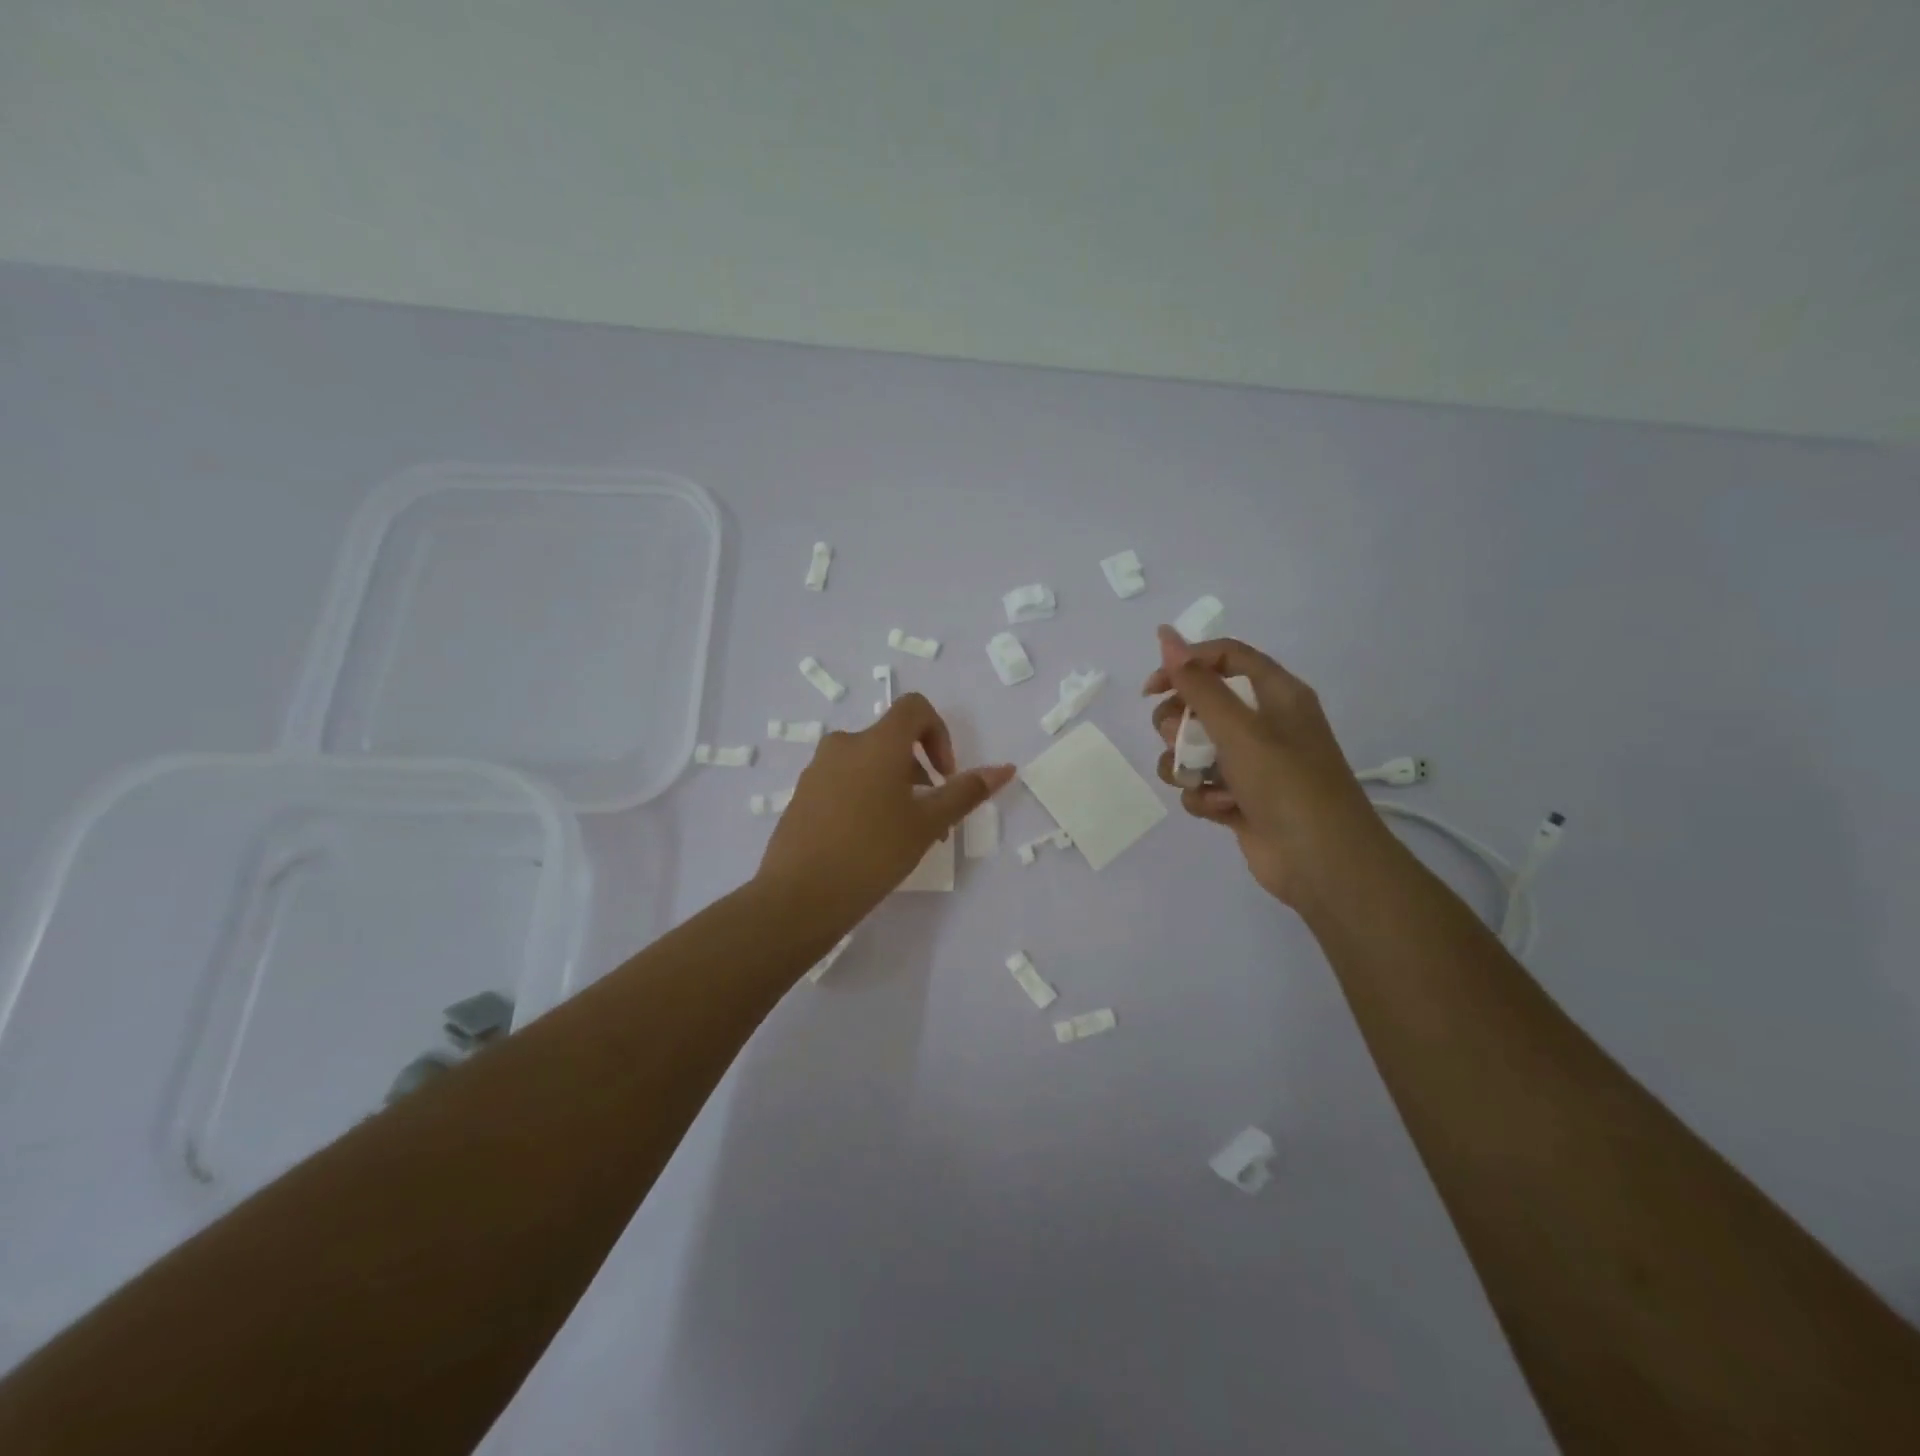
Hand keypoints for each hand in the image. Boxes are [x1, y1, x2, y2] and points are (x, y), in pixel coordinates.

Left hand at [757, 693, 1013, 928]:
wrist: (799, 896)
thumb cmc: (873, 852)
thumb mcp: (927, 824)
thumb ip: (965, 792)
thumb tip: (1004, 768)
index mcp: (877, 742)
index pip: (914, 708)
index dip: (939, 734)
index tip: (944, 776)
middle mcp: (844, 745)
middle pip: (892, 740)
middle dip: (920, 771)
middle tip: (932, 819)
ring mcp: (817, 770)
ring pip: (868, 764)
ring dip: (895, 788)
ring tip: (904, 837)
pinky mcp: (802, 795)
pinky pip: (844, 782)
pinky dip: (866, 798)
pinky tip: (869, 843)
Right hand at [1144, 626, 1390, 908]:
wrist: (1322, 862)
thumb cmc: (1286, 783)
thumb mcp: (1239, 727)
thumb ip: (1197, 684)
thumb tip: (1165, 635)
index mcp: (1275, 694)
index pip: (1223, 657)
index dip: (1184, 665)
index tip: (1152, 690)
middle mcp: (1263, 723)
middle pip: (1200, 704)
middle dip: (1178, 724)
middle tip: (1178, 740)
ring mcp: (1251, 764)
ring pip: (1192, 749)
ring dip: (1186, 766)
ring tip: (1201, 783)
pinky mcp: (1239, 800)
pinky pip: (1202, 786)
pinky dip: (1204, 797)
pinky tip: (1221, 810)